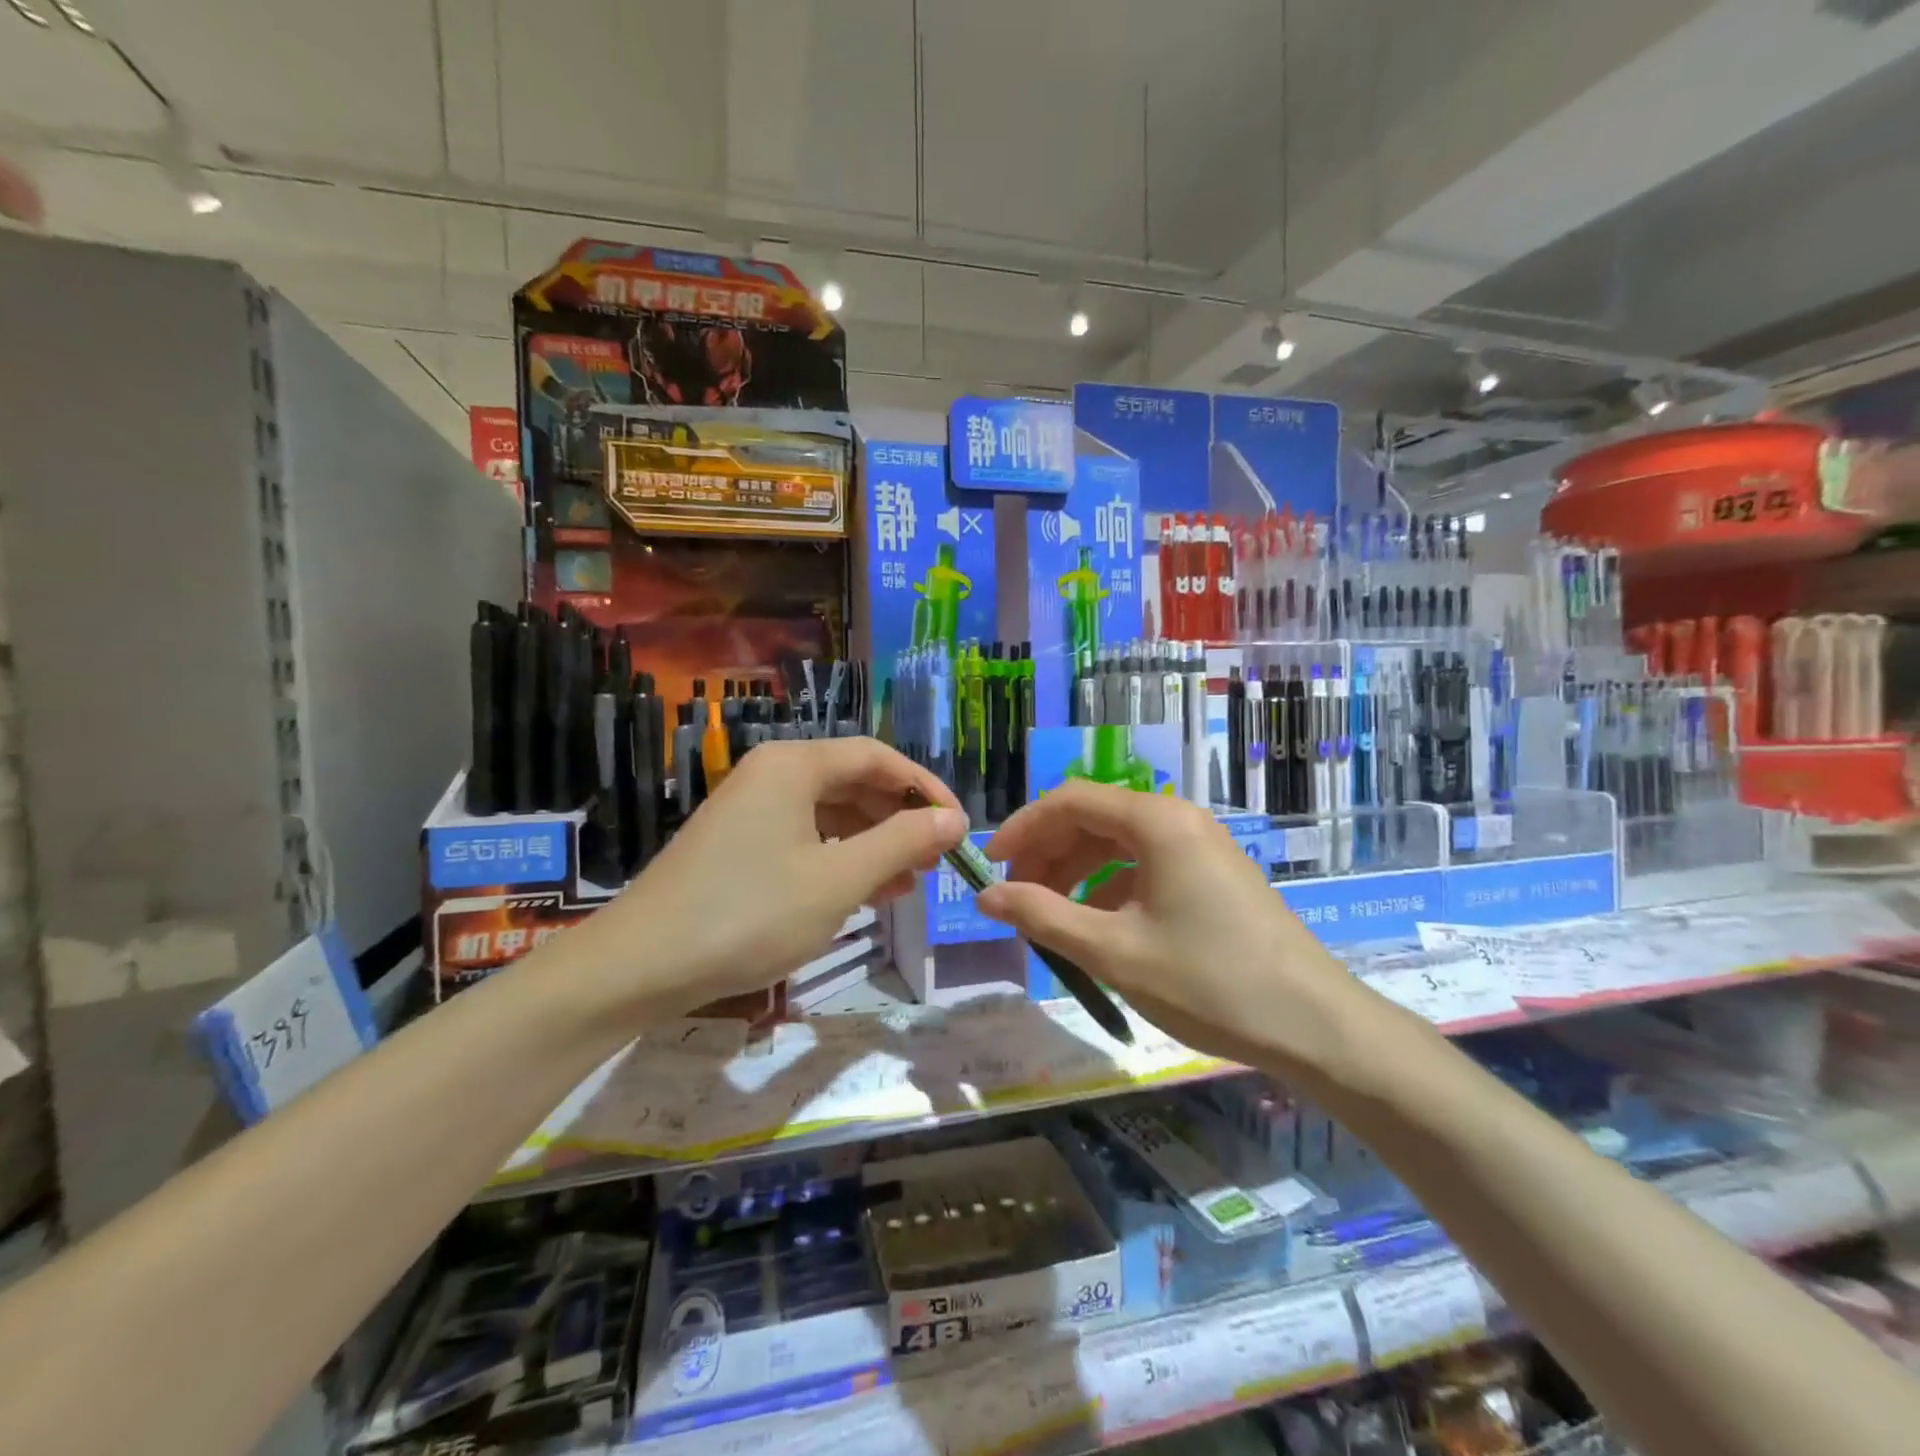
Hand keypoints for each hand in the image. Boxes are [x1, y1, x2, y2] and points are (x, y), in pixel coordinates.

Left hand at [561, 738, 966, 1022]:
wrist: (639, 966)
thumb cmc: (750, 914)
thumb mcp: (839, 880)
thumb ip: (901, 843)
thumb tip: (953, 819)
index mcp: (795, 765)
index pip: (878, 757)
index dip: (925, 788)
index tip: (958, 827)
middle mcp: (773, 774)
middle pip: (854, 782)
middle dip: (900, 819)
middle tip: (936, 860)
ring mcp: (751, 809)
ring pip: (831, 813)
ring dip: (874, 843)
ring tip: (909, 882)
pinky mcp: (739, 844)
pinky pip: (805, 838)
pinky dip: (840, 859)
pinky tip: (864, 892)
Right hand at [976, 781, 1368, 1074]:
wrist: (1316, 1026)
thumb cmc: (1209, 982)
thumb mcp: (1113, 951)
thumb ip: (1043, 916)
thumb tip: (985, 896)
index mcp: (1157, 821)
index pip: (1070, 801)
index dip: (1023, 828)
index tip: (989, 867)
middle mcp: (1179, 819)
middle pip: (1093, 817)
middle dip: (1047, 853)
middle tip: (1016, 898)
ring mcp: (1201, 846)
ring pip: (1118, 843)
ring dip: (1075, 872)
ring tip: (1048, 915)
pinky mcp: (1213, 874)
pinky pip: (1145, 864)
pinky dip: (1109, 887)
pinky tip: (1096, 925)